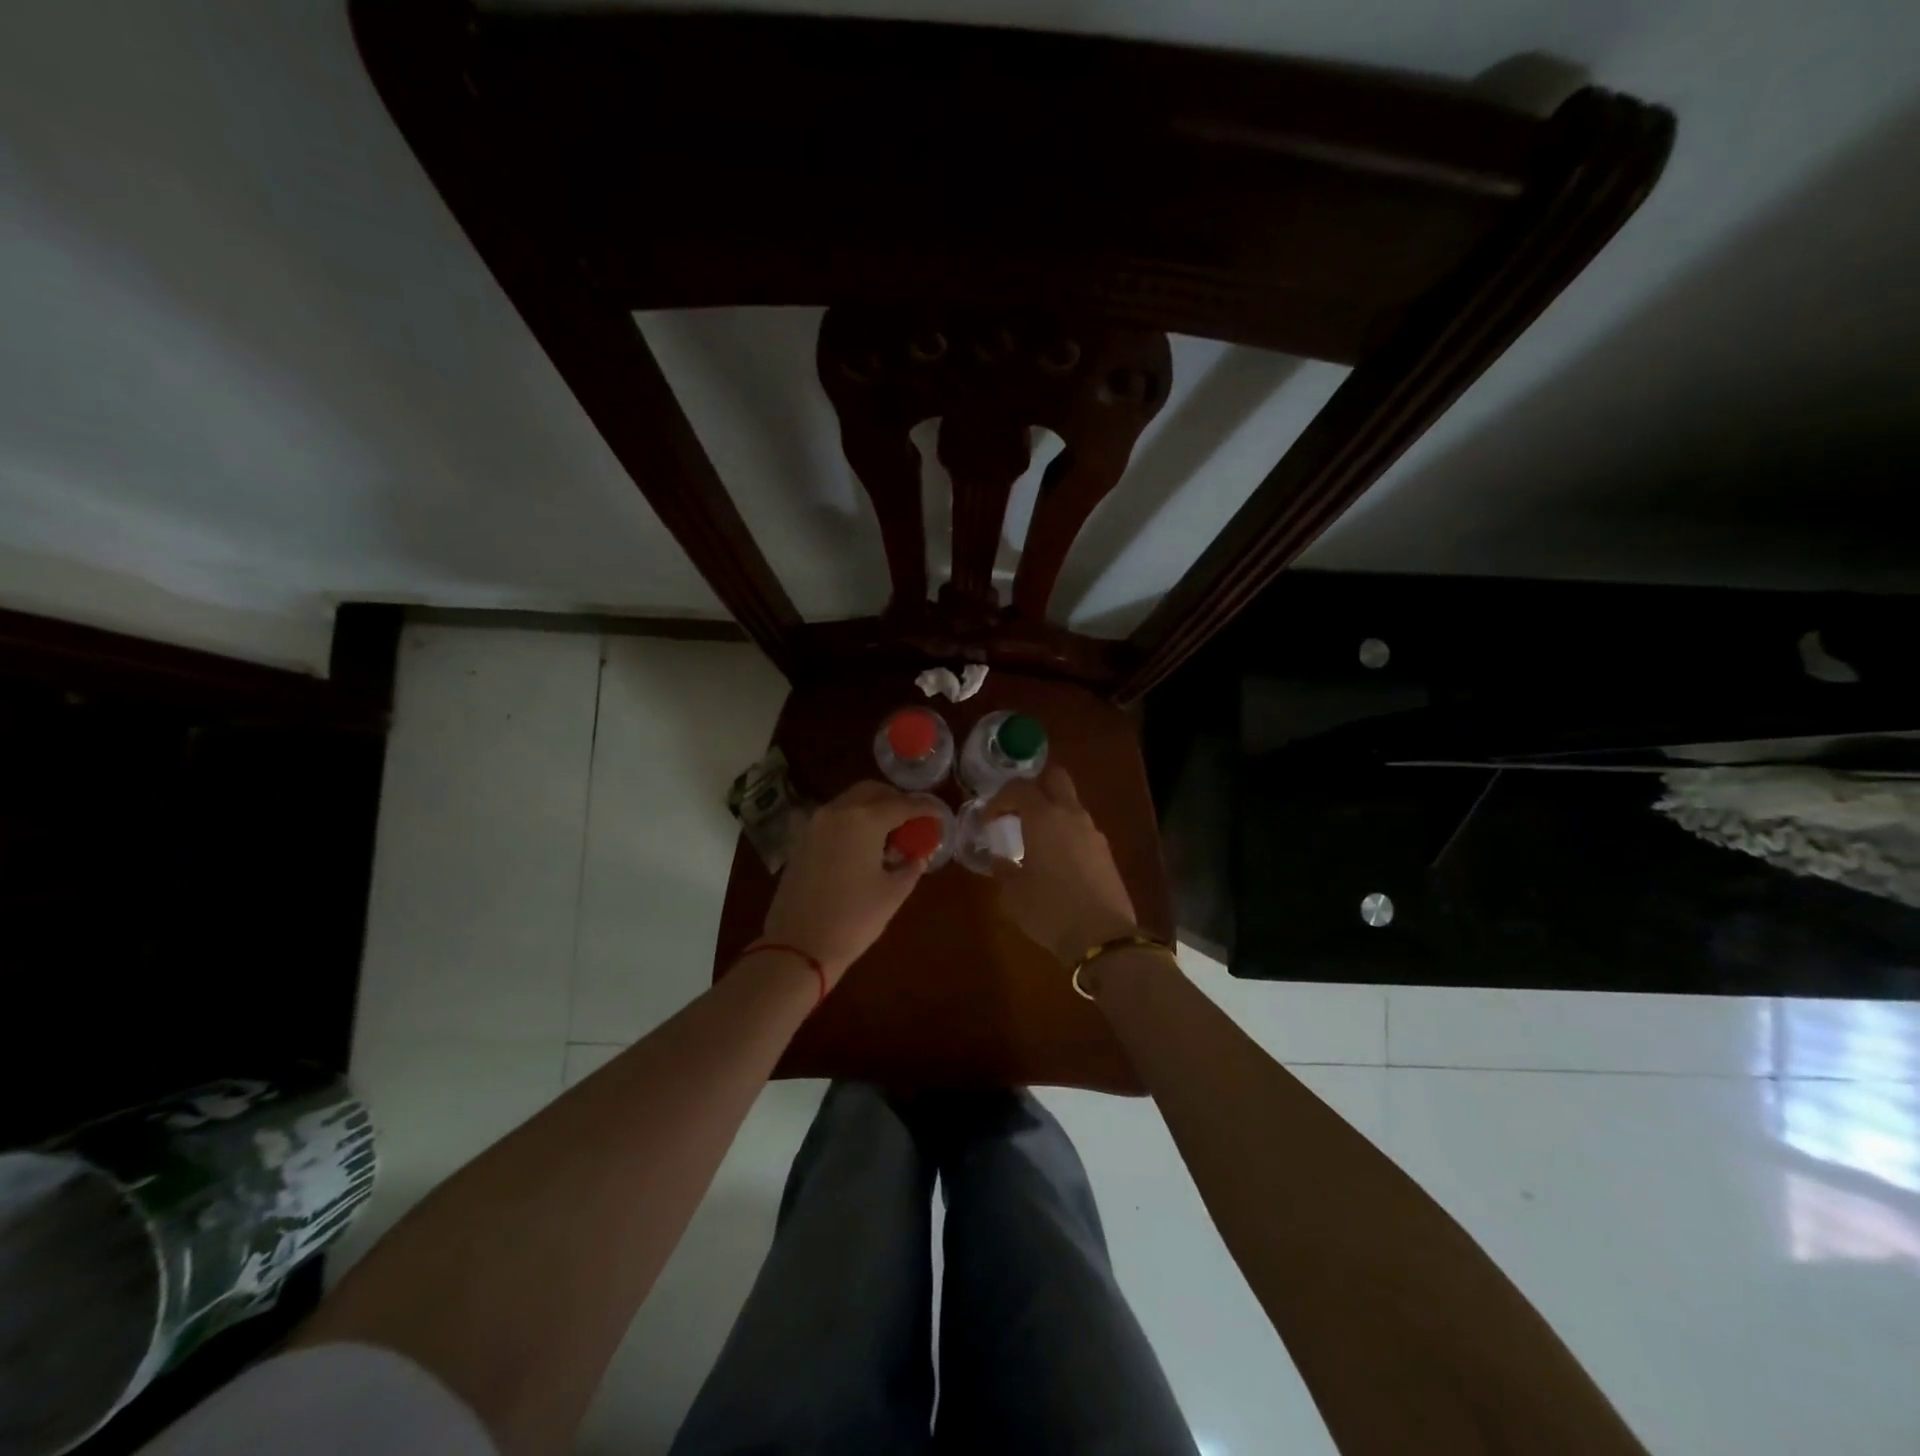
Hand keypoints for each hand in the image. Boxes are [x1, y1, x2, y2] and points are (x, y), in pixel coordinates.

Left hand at [759, 780, 930, 985]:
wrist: (797, 946)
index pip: (903, 804)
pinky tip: (864, 846)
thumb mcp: (892, 893)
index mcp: (865, 819)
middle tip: (913, 820)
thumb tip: (918, 855)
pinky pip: (834, 818)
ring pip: (850, 801)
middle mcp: (838, 811)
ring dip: (873, 809)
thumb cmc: (853, 919)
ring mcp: (815, 824)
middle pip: (872, 791)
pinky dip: (853, 822)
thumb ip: (910, 867)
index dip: (925, 807)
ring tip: (890, 834)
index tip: (939, 814)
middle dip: (896, 800)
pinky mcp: (802, 840)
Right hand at [986, 768, 1138, 964]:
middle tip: (1017, 810)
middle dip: (1034, 786)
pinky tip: (1055, 860)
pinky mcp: (1106, 852)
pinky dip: (1066, 833)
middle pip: (1055, 778)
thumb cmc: (1049, 909)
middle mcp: (1071, 815)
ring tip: (1034, 839)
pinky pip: (1081, 829)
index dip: (1000, 798)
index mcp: (1044, 817)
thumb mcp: (1013, 893)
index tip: (989, 819)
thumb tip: (1000, 860)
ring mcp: (1093, 832)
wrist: (1102, 937)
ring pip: (1071, 804)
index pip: (1019, 787)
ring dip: (1052, 812)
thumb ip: (1003, 870)